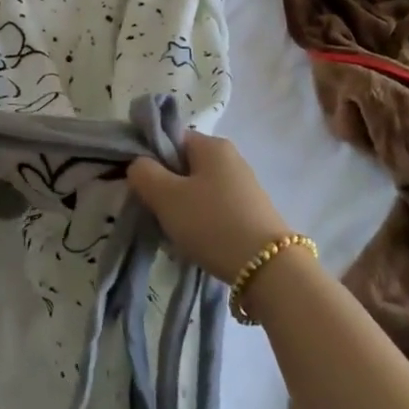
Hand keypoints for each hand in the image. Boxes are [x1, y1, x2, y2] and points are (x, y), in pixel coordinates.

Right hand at [127, 132, 293, 284]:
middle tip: (155, 213)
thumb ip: (144, 173)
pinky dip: (201, 223)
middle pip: (184, 166)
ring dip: (182, 209)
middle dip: (165, 189)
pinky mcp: (251, 213)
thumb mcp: (167, 196)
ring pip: (198, 191)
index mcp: (212, 145)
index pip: (171, 139)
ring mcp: (244, 186)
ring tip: (174, 234)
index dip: (150, 158)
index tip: (141, 187)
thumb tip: (139, 164)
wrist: (268, 269)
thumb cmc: (212, 223)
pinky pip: (215, 210)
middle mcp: (231, 158)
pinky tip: (196, 244)